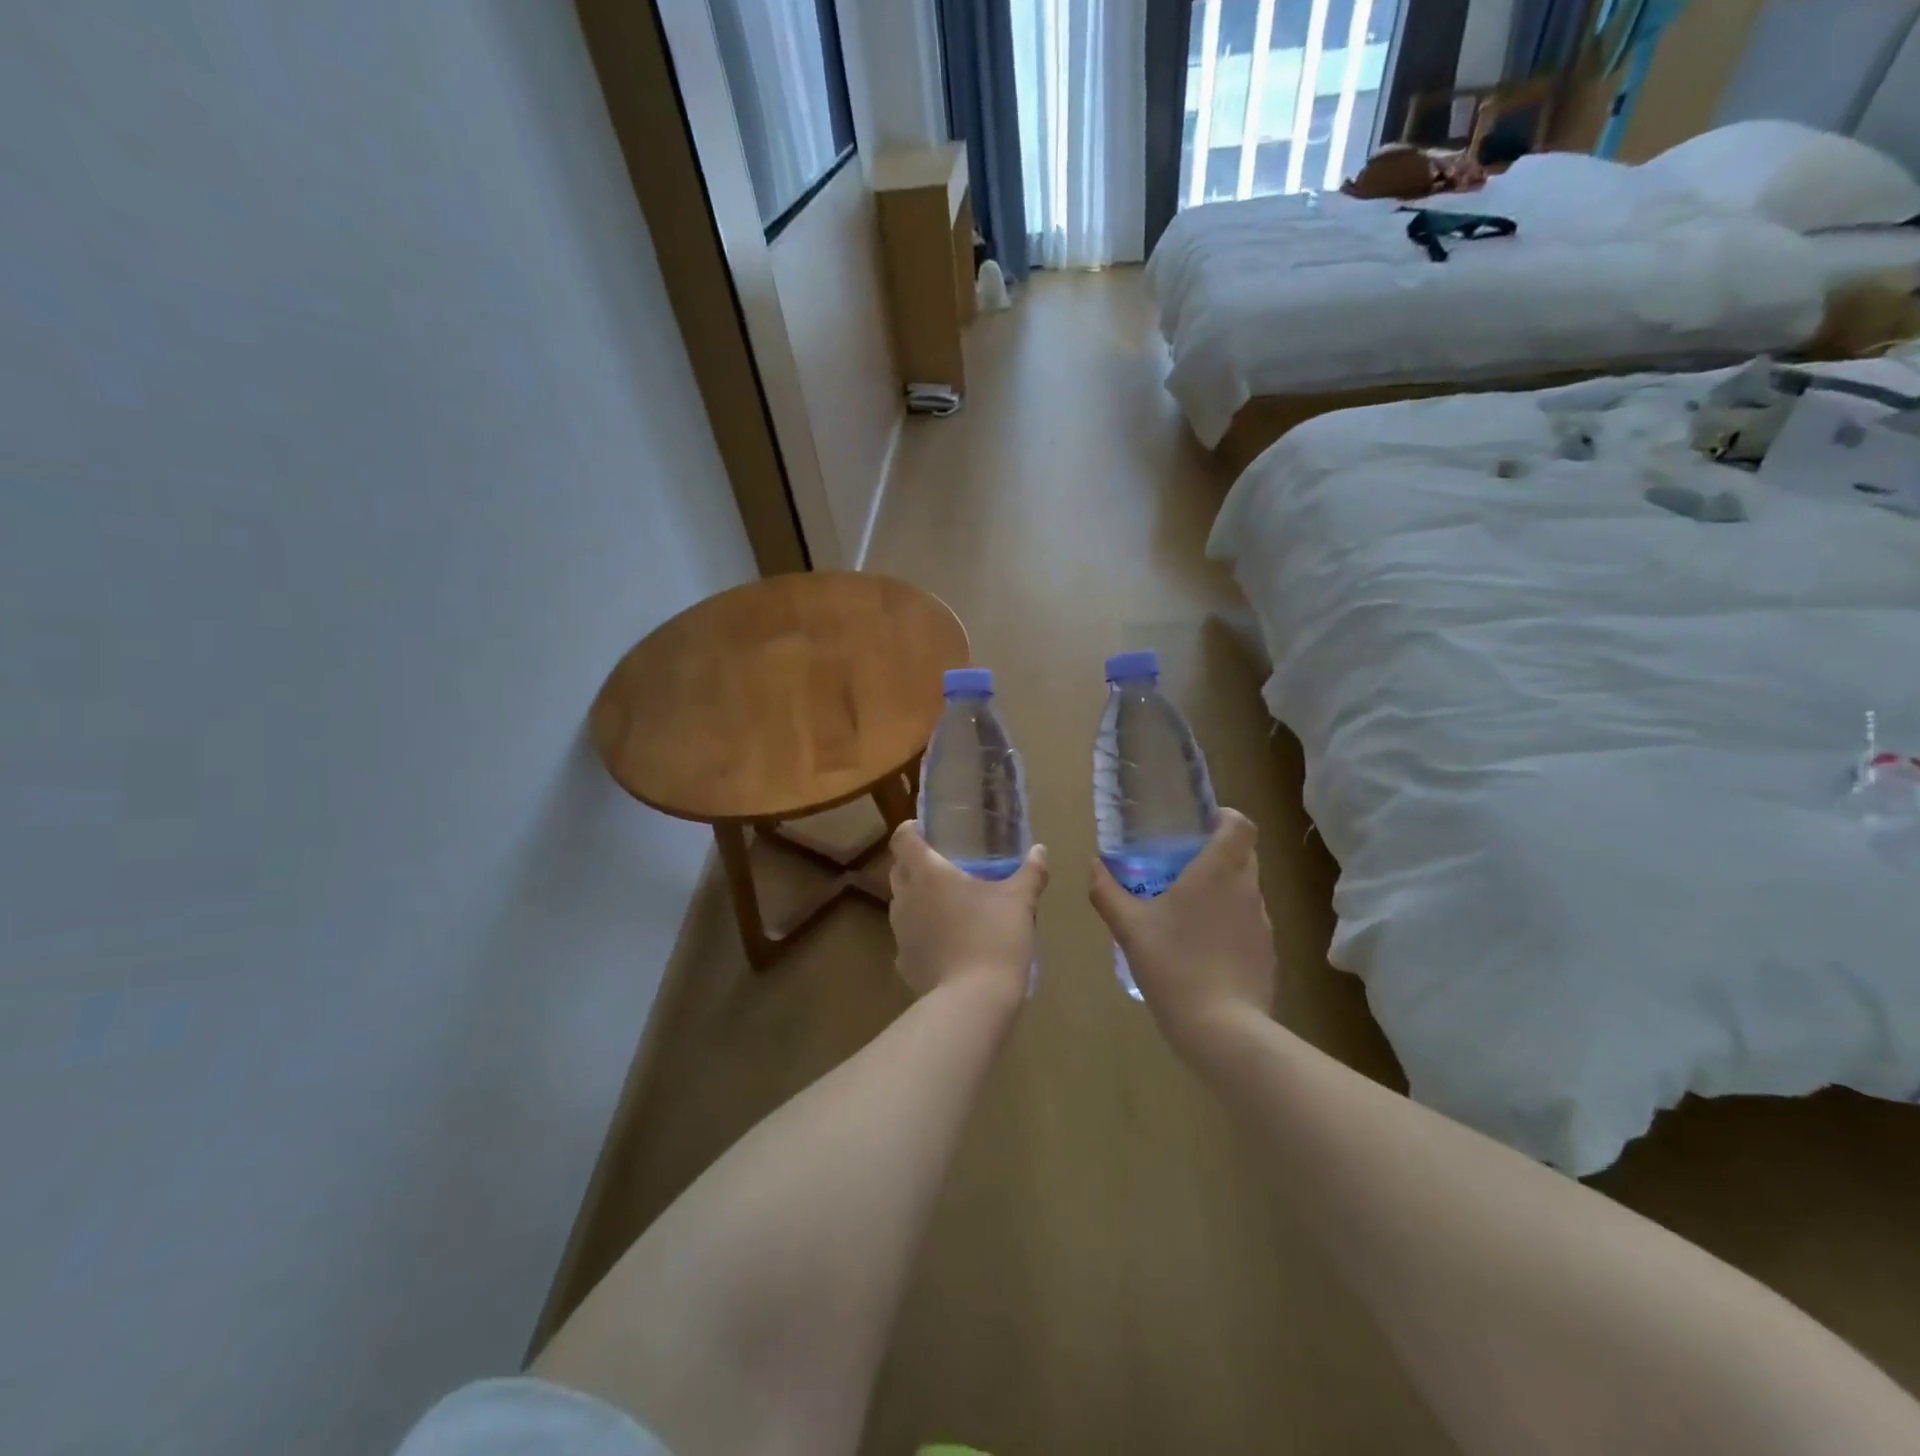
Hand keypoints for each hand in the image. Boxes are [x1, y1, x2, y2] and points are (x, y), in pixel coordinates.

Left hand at [889, 823, 1047, 1003]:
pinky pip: (909, 937)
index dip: (910, 829)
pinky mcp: (904, 961)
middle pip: (898, 869)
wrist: (974, 1000)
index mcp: (927, 873)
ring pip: (902, 903)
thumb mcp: (1020, 901)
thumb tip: (1040, 850)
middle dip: (915, 862)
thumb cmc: (995, 937)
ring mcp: (900, 932)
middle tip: (945, 864)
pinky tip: (946, 942)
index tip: (927, 829)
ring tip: (948, 903)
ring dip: (918, 898)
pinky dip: (923, 933)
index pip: (902, 838)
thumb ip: (1031, 872)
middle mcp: (905, 898)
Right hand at [1089, 809, 1274, 1053]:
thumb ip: (1108, 892)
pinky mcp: (1267, 953)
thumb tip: (1094, 866)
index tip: (1200, 826)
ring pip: (1246, 890)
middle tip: (1181, 867)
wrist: (1222, 1030)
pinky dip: (1229, 923)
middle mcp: (1248, 889)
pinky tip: (1202, 949)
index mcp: (1218, 871)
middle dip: (1217, 853)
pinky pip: (1248, 923)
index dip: (1224, 818)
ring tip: (1188, 910)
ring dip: (1222, 890)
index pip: (1240, 825)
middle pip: (1244, 854)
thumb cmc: (1174, 965)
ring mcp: (1263, 923)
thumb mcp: (1129, 928)